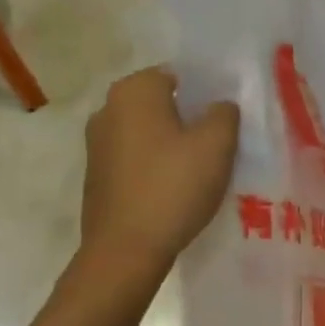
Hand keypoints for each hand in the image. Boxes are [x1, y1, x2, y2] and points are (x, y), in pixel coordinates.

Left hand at [81, 67, 239, 279]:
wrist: (125, 251)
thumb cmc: (173, 188)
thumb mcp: (216, 145)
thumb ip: (224, 113)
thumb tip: (219, 106)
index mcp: (134, 90)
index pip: (179, 74)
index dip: (207, 92)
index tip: (227, 117)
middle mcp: (108, 108)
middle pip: (162, 103)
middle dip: (189, 117)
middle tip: (220, 142)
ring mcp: (97, 143)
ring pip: (148, 131)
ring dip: (172, 143)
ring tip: (201, 167)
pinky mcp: (97, 175)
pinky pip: (135, 157)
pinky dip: (155, 164)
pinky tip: (175, 187)